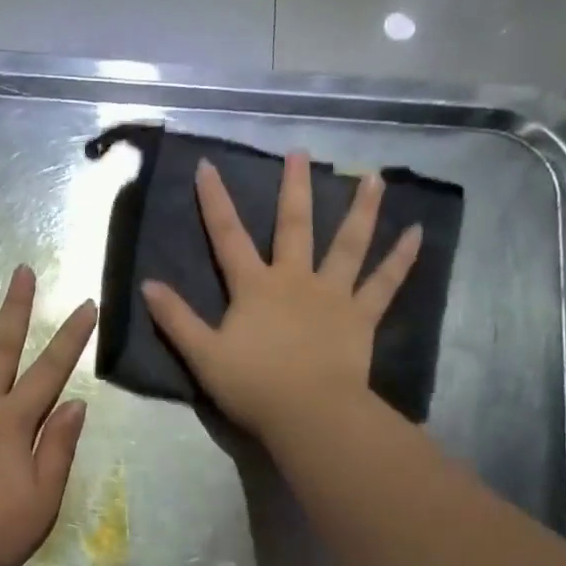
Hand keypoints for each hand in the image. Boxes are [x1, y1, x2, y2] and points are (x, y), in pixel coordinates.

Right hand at [141, 150, 421, 441]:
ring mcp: (332, 295)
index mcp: (254, 287)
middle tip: (300, 152)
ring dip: (361, 209)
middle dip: (294, 188)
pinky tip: (418, 232)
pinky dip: (402, 258)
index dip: (214, 201)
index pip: (228, 237)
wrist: (307, 413)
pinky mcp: (360, 317)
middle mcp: (295, 279)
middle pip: (294, 226)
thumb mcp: (202, 355)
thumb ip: (176, 319)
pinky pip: (385, 283)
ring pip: (348, 244)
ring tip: (374, 177)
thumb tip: (147, 285)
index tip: (208, 165)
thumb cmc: (252, 386)